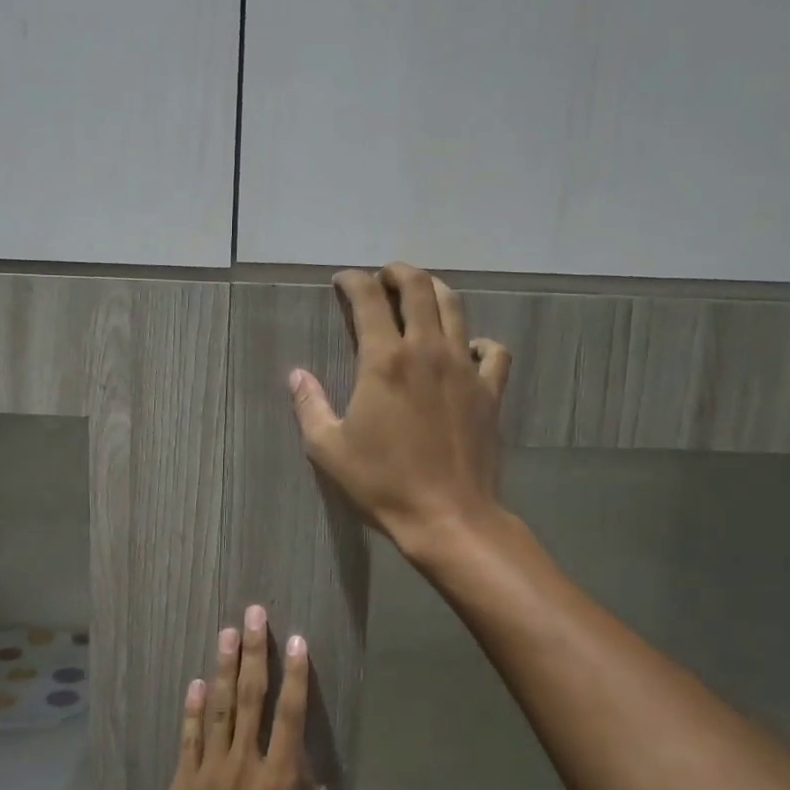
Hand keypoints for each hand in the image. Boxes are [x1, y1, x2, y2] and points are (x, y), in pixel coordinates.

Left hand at [147, 606, 313, 789]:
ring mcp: (210, 771)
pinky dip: (194, 708)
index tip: (296, 640)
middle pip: (252, 698)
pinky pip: (190, 736)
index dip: (295, 675)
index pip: (290, 716)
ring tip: (227, 632)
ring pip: (221, 708)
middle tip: (254, 614)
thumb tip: (307, 774)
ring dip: (225, 667)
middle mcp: (245, 766)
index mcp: (279, 783)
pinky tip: (197, 682)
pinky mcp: (183, 782)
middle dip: (254, 652)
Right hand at [288, 263, 511, 554]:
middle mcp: (427, 352)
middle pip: (418, 289)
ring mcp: (464, 369)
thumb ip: (310, 405)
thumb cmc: (382, 483)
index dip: (353, 281)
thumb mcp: (329, 449)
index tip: (342, 280)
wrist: (447, 516)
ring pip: (455, 309)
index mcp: (384, 361)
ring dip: (435, 291)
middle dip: (398, 273)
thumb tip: (296, 375)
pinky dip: (479, 341)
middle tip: (384, 277)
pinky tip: (467, 350)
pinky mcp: (490, 392)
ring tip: (421, 293)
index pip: (368, 300)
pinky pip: (493, 352)